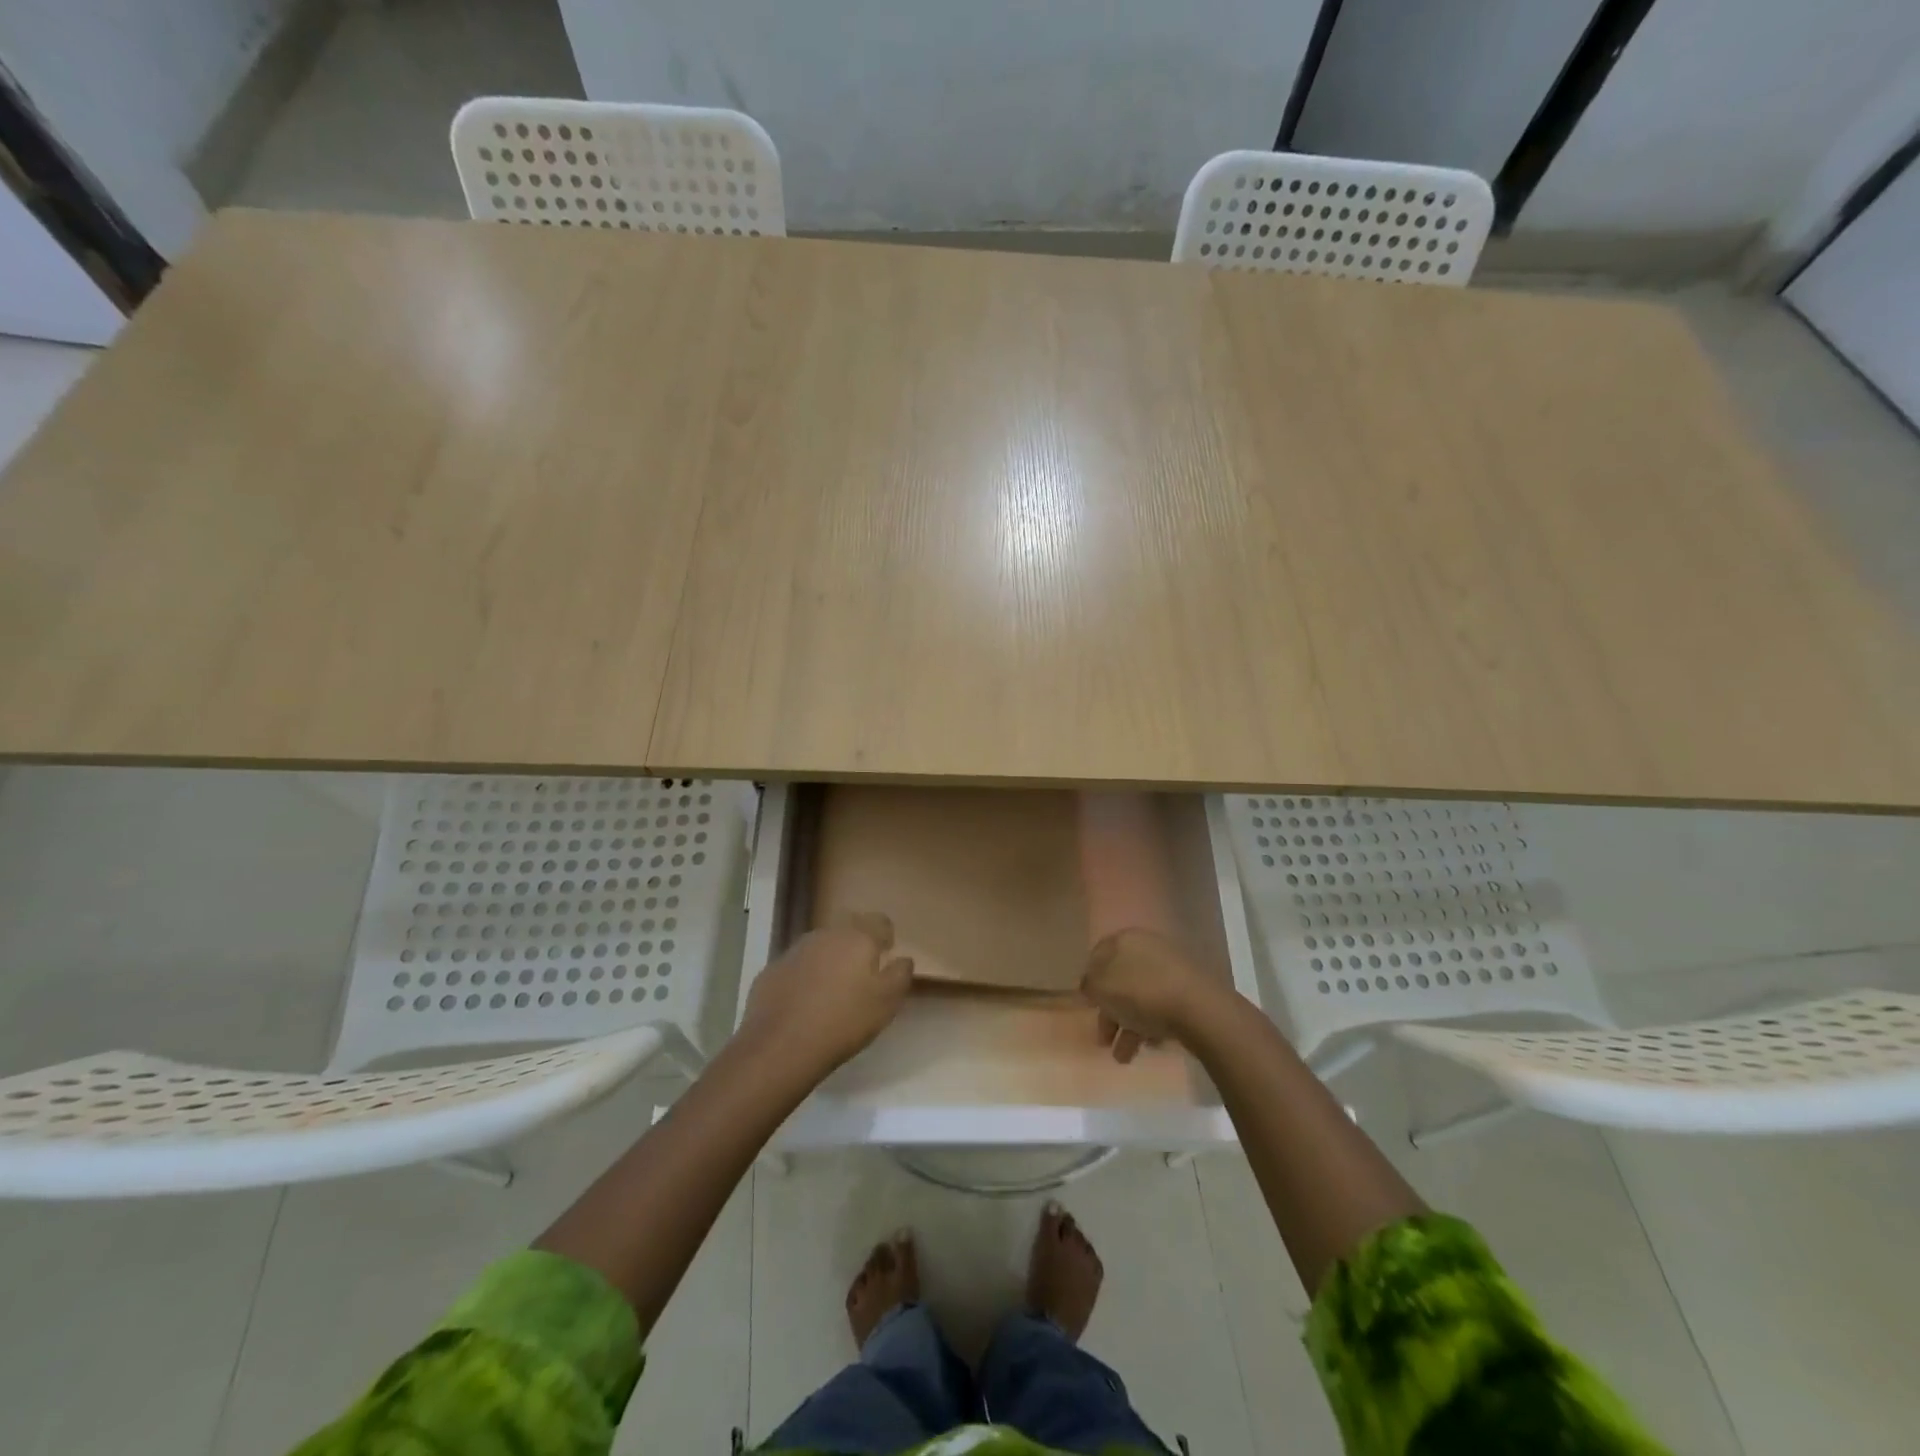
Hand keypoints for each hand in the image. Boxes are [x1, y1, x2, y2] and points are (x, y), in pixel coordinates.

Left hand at [739, 912, 913, 1076]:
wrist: (780, 1046)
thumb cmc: (843, 1021)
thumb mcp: (886, 1003)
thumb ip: (900, 975)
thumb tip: (903, 959)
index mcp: (857, 937)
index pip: (879, 921)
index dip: (885, 936)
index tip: (886, 955)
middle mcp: (825, 934)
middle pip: (847, 930)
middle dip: (856, 946)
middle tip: (860, 975)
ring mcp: (794, 950)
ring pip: (820, 947)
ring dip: (828, 960)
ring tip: (831, 991)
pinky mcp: (771, 970)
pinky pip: (796, 966)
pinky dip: (804, 977)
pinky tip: (803, 1003)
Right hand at [1082, 928, 1227, 1063]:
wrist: (1199, 1008)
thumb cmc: (1141, 993)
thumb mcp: (1102, 988)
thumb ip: (1089, 984)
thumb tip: (1090, 984)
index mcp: (1124, 940)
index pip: (1098, 955)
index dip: (1090, 979)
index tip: (1087, 1004)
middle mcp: (1147, 948)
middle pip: (1120, 980)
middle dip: (1109, 1012)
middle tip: (1103, 1039)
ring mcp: (1171, 968)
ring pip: (1140, 996)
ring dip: (1128, 1026)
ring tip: (1124, 1057)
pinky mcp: (1189, 990)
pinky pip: (1161, 1006)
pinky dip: (1151, 1025)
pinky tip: (1149, 1046)